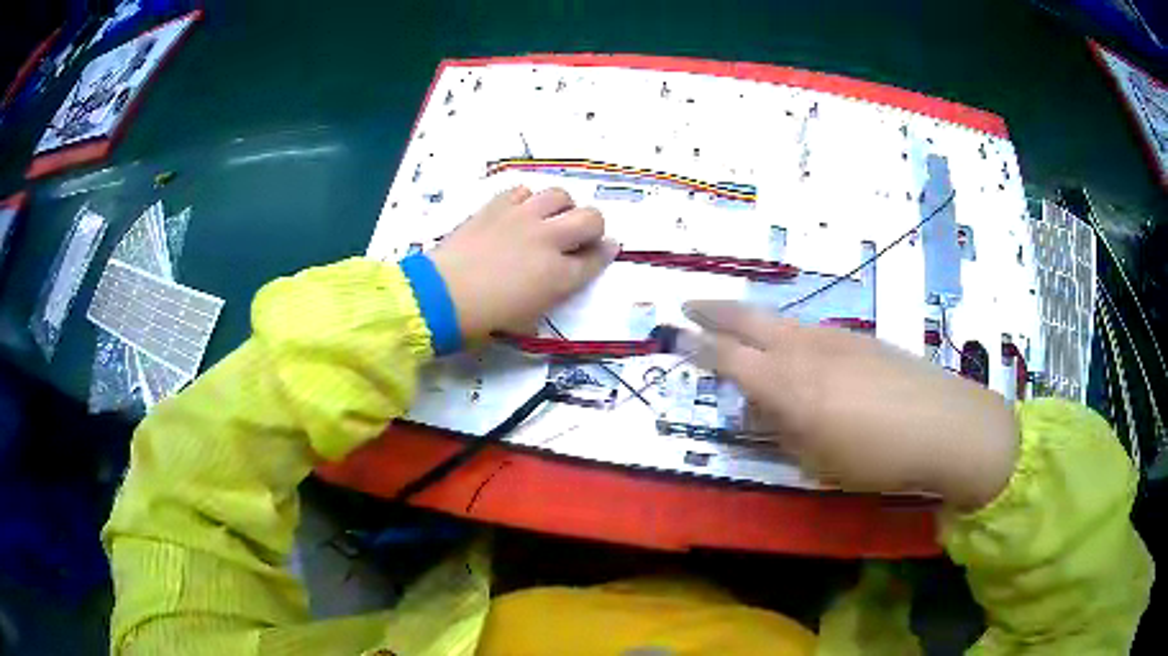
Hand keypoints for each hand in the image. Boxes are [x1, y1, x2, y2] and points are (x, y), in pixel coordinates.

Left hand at [429, 186, 618, 340]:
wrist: (440, 297)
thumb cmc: (484, 320)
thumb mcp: (528, 320)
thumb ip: (551, 296)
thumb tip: (560, 280)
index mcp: (559, 275)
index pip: (597, 258)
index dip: (606, 253)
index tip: (606, 249)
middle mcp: (548, 240)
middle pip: (591, 218)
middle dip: (593, 226)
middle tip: (579, 236)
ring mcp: (522, 218)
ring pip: (560, 195)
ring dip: (562, 207)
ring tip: (549, 219)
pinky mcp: (496, 206)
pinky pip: (523, 190)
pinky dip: (527, 200)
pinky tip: (518, 213)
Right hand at [684, 300, 1019, 509]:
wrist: (944, 424)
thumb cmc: (877, 457)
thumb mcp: (819, 462)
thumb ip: (784, 432)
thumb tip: (765, 411)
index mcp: (789, 386)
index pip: (729, 358)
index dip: (697, 347)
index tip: (675, 337)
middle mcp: (806, 350)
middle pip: (749, 318)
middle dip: (714, 310)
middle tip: (689, 307)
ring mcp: (835, 338)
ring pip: (781, 321)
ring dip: (752, 321)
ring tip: (739, 331)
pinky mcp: (860, 338)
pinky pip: (810, 330)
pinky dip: (789, 335)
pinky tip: (798, 353)